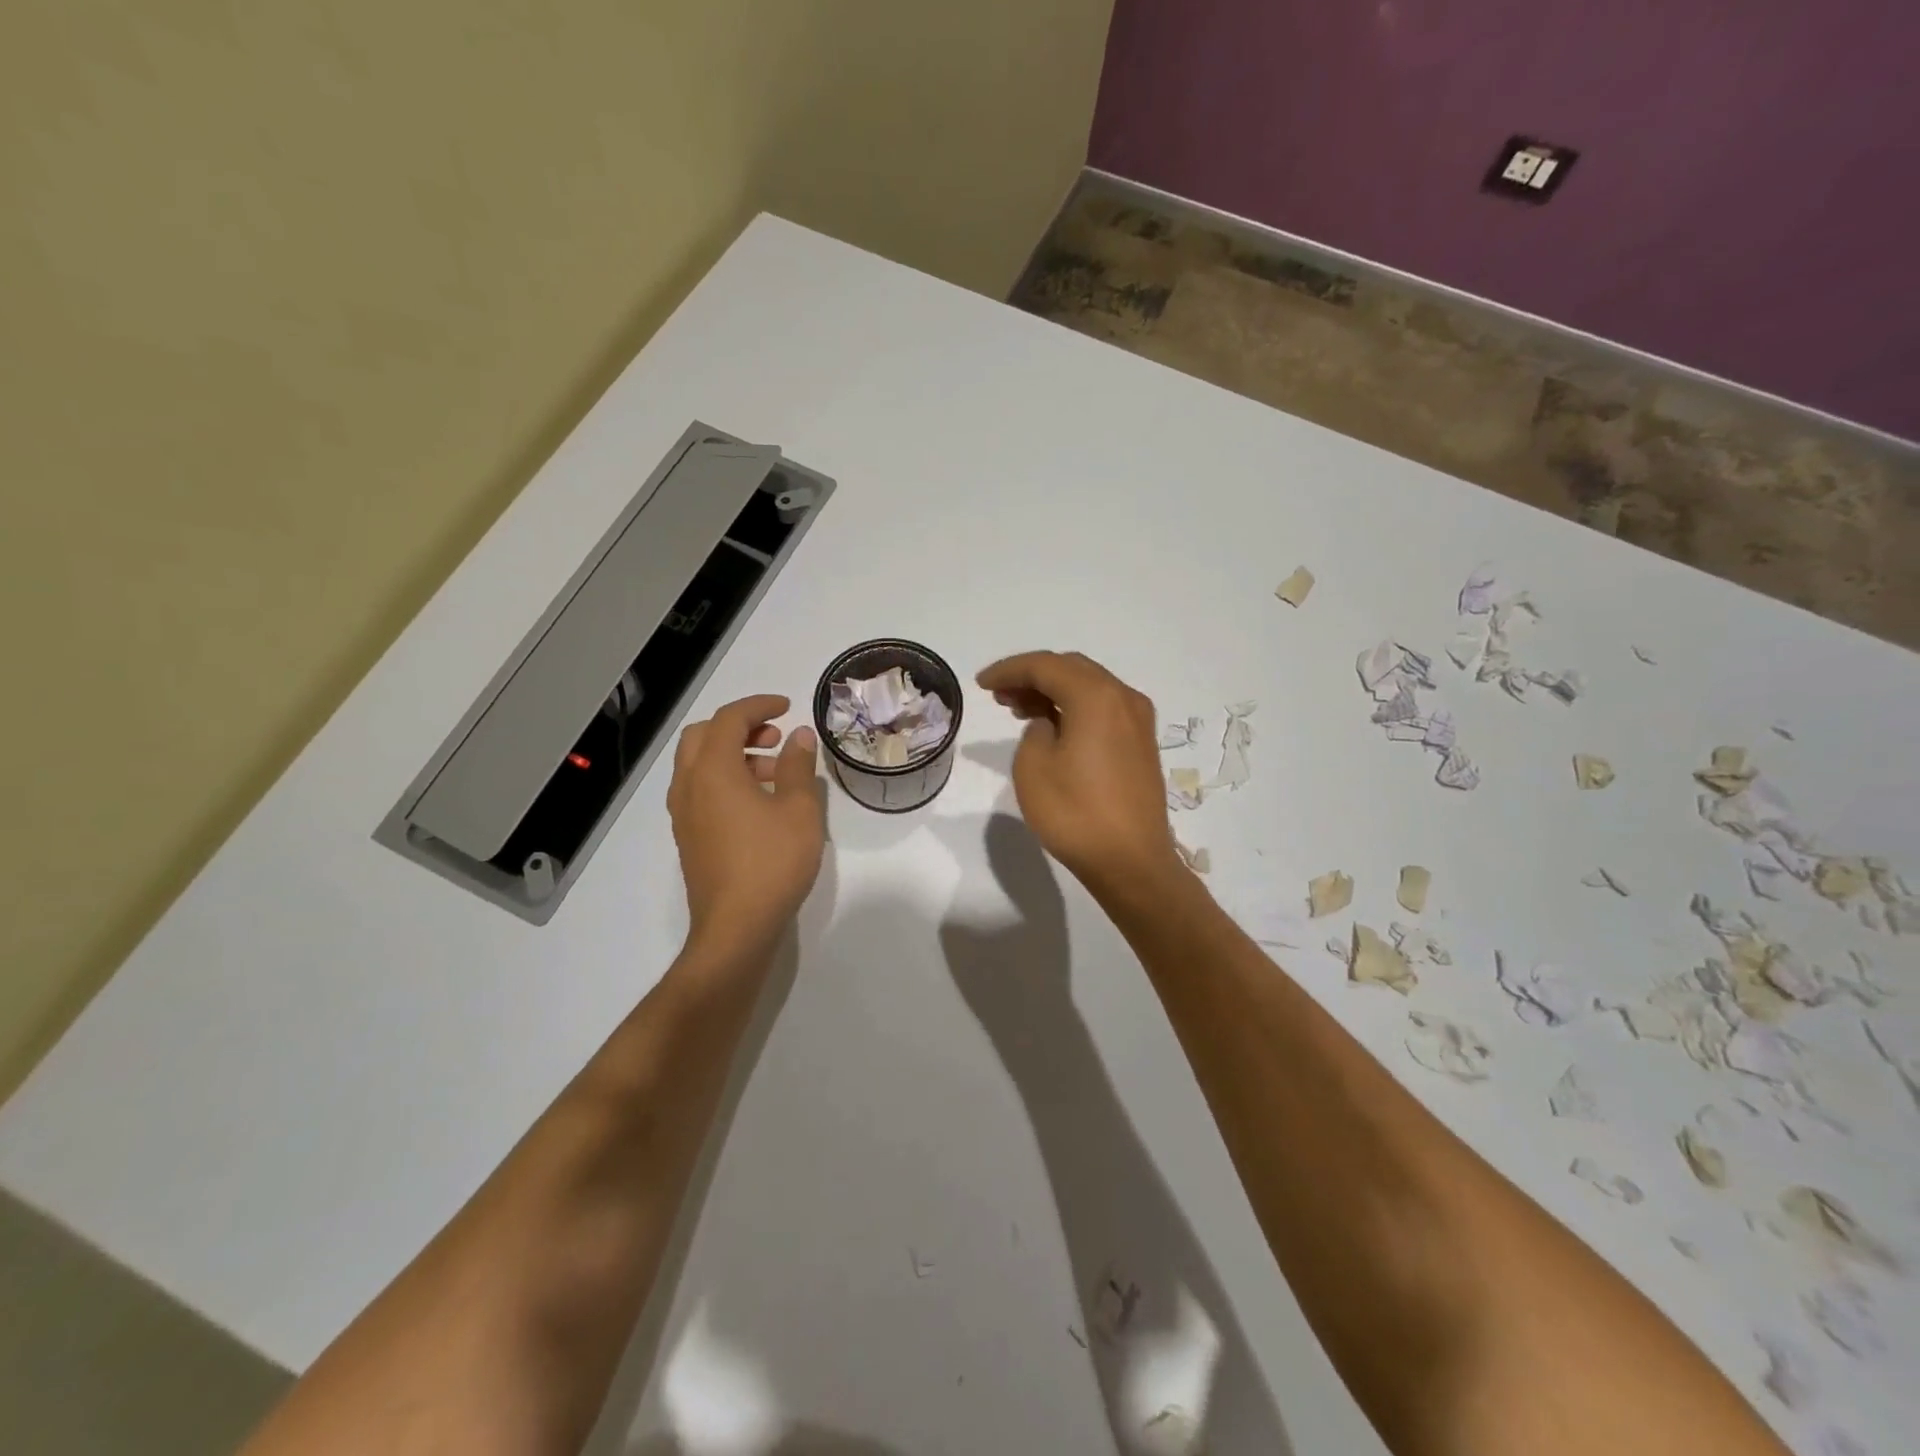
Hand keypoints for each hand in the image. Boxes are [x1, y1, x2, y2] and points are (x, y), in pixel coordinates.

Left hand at [667, 694, 824, 958]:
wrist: (736, 928)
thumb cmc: (772, 863)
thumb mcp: (799, 810)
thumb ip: (798, 766)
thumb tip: (797, 735)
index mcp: (712, 771)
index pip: (728, 720)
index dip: (758, 706)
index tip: (786, 707)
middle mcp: (689, 786)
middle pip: (702, 736)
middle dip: (738, 728)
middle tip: (773, 738)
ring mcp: (684, 814)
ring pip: (698, 765)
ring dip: (731, 755)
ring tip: (773, 773)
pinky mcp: (688, 837)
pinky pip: (699, 790)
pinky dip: (724, 780)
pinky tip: (757, 804)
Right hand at [975, 651, 1183, 902]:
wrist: (1130, 861)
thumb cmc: (1076, 813)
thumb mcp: (1033, 766)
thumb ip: (1034, 730)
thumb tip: (1048, 725)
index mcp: (1096, 696)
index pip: (1045, 665)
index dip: (1009, 670)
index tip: (981, 684)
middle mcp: (1123, 698)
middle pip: (1071, 669)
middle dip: (1032, 676)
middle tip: (1000, 695)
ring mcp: (1138, 721)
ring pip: (1089, 688)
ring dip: (1053, 691)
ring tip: (1019, 709)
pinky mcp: (1141, 743)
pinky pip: (1103, 709)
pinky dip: (1074, 707)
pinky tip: (1053, 726)